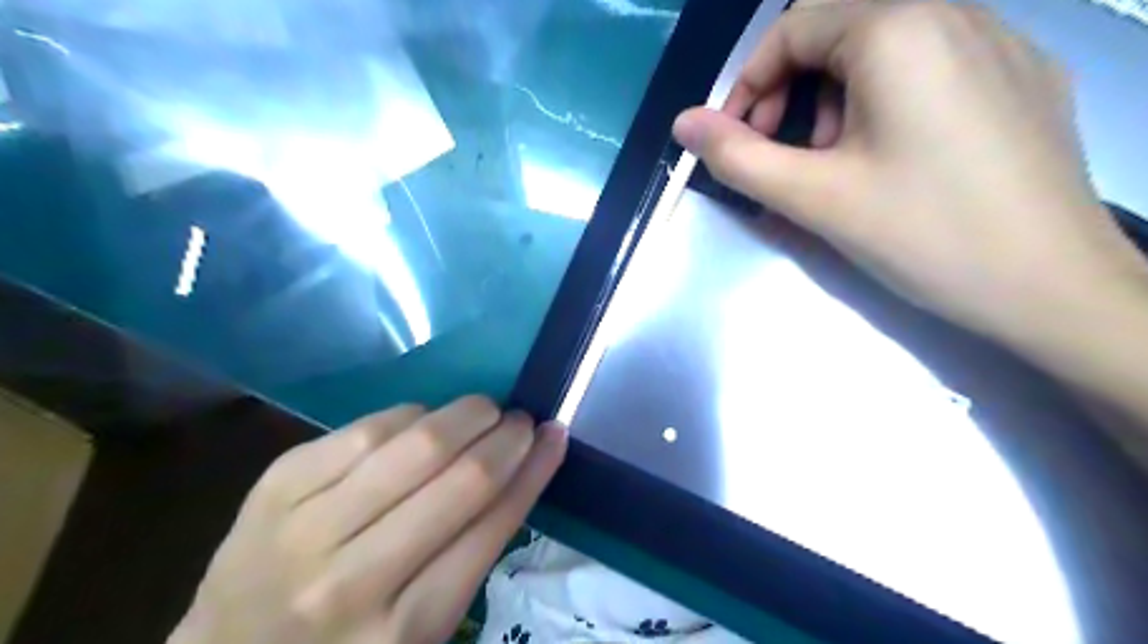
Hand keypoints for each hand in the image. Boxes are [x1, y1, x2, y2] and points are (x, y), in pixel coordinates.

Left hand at [166, 399, 569, 642]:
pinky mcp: (276, 486)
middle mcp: (355, 581)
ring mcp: (307, 528)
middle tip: (521, 420)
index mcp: (405, 629)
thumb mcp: (422, 628)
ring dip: (465, 415)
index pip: (491, 526)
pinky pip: (366, 430)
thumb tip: (521, 470)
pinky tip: (425, 418)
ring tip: (484, 410)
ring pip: (414, 445)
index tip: (554, 435)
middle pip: (459, 481)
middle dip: (506, 437)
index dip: (532, 471)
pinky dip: (410, 414)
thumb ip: (471, 554)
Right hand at [674, 0, 1147, 342]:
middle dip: (793, 92)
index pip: (791, 27)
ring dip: (839, 99)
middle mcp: (955, 11)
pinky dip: (889, 100)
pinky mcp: (1022, 74)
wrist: (1052, 285)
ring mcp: (1001, 39)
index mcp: (898, 29)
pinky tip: (897, 158)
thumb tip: (683, 124)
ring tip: (841, 165)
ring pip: (884, 47)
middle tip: (787, 156)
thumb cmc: (922, 233)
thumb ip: (737, 157)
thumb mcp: (813, 196)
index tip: (738, 140)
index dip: (749, 83)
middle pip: (838, 31)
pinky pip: (932, 64)